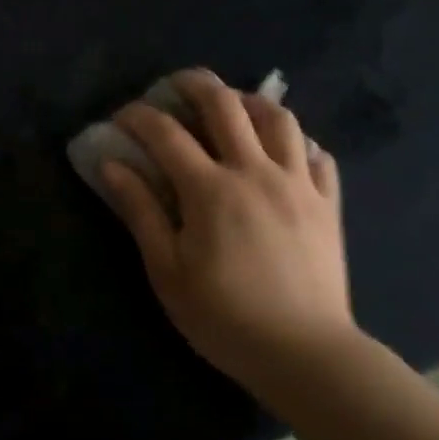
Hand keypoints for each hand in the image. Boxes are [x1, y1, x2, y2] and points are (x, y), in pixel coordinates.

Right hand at [102, 69, 354, 389]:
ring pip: (279, 118)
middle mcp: (255, 172)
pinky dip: (297, 142)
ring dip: (249, 102)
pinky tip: (282, 151)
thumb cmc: (225, 317)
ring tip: (233, 107)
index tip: (122, 117)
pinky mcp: (326, 203)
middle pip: (225, 105)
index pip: (166, 133)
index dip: (138, 116)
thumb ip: (140, 211)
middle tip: (176, 86)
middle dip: (195, 84)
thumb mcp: (167, 270)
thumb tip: (112, 165)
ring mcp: (298, 184)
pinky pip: (317, 154)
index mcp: (210, 190)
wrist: (306, 354)